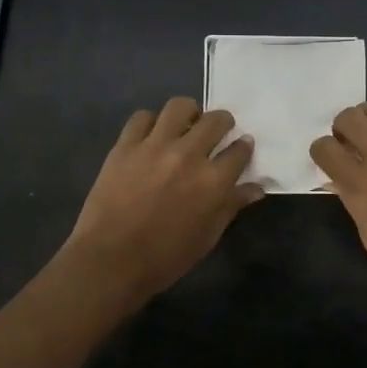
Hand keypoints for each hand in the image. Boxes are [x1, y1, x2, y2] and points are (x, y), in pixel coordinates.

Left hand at [62, 97, 262, 299]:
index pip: (240, 150)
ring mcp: (155, 146)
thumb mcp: (207, 237)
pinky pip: (142, 117)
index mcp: (214, 181)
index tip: (242, 147)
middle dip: (223, 122)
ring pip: (179, 107)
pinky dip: (151, 122)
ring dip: (189, 112)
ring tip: (186, 124)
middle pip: (215, 120)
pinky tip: (152, 135)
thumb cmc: (165, 257)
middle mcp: (188, 155)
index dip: (244, 146)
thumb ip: (231, 206)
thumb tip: (255, 188)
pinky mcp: (125, 145)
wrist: (110, 260)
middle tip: (218, 131)